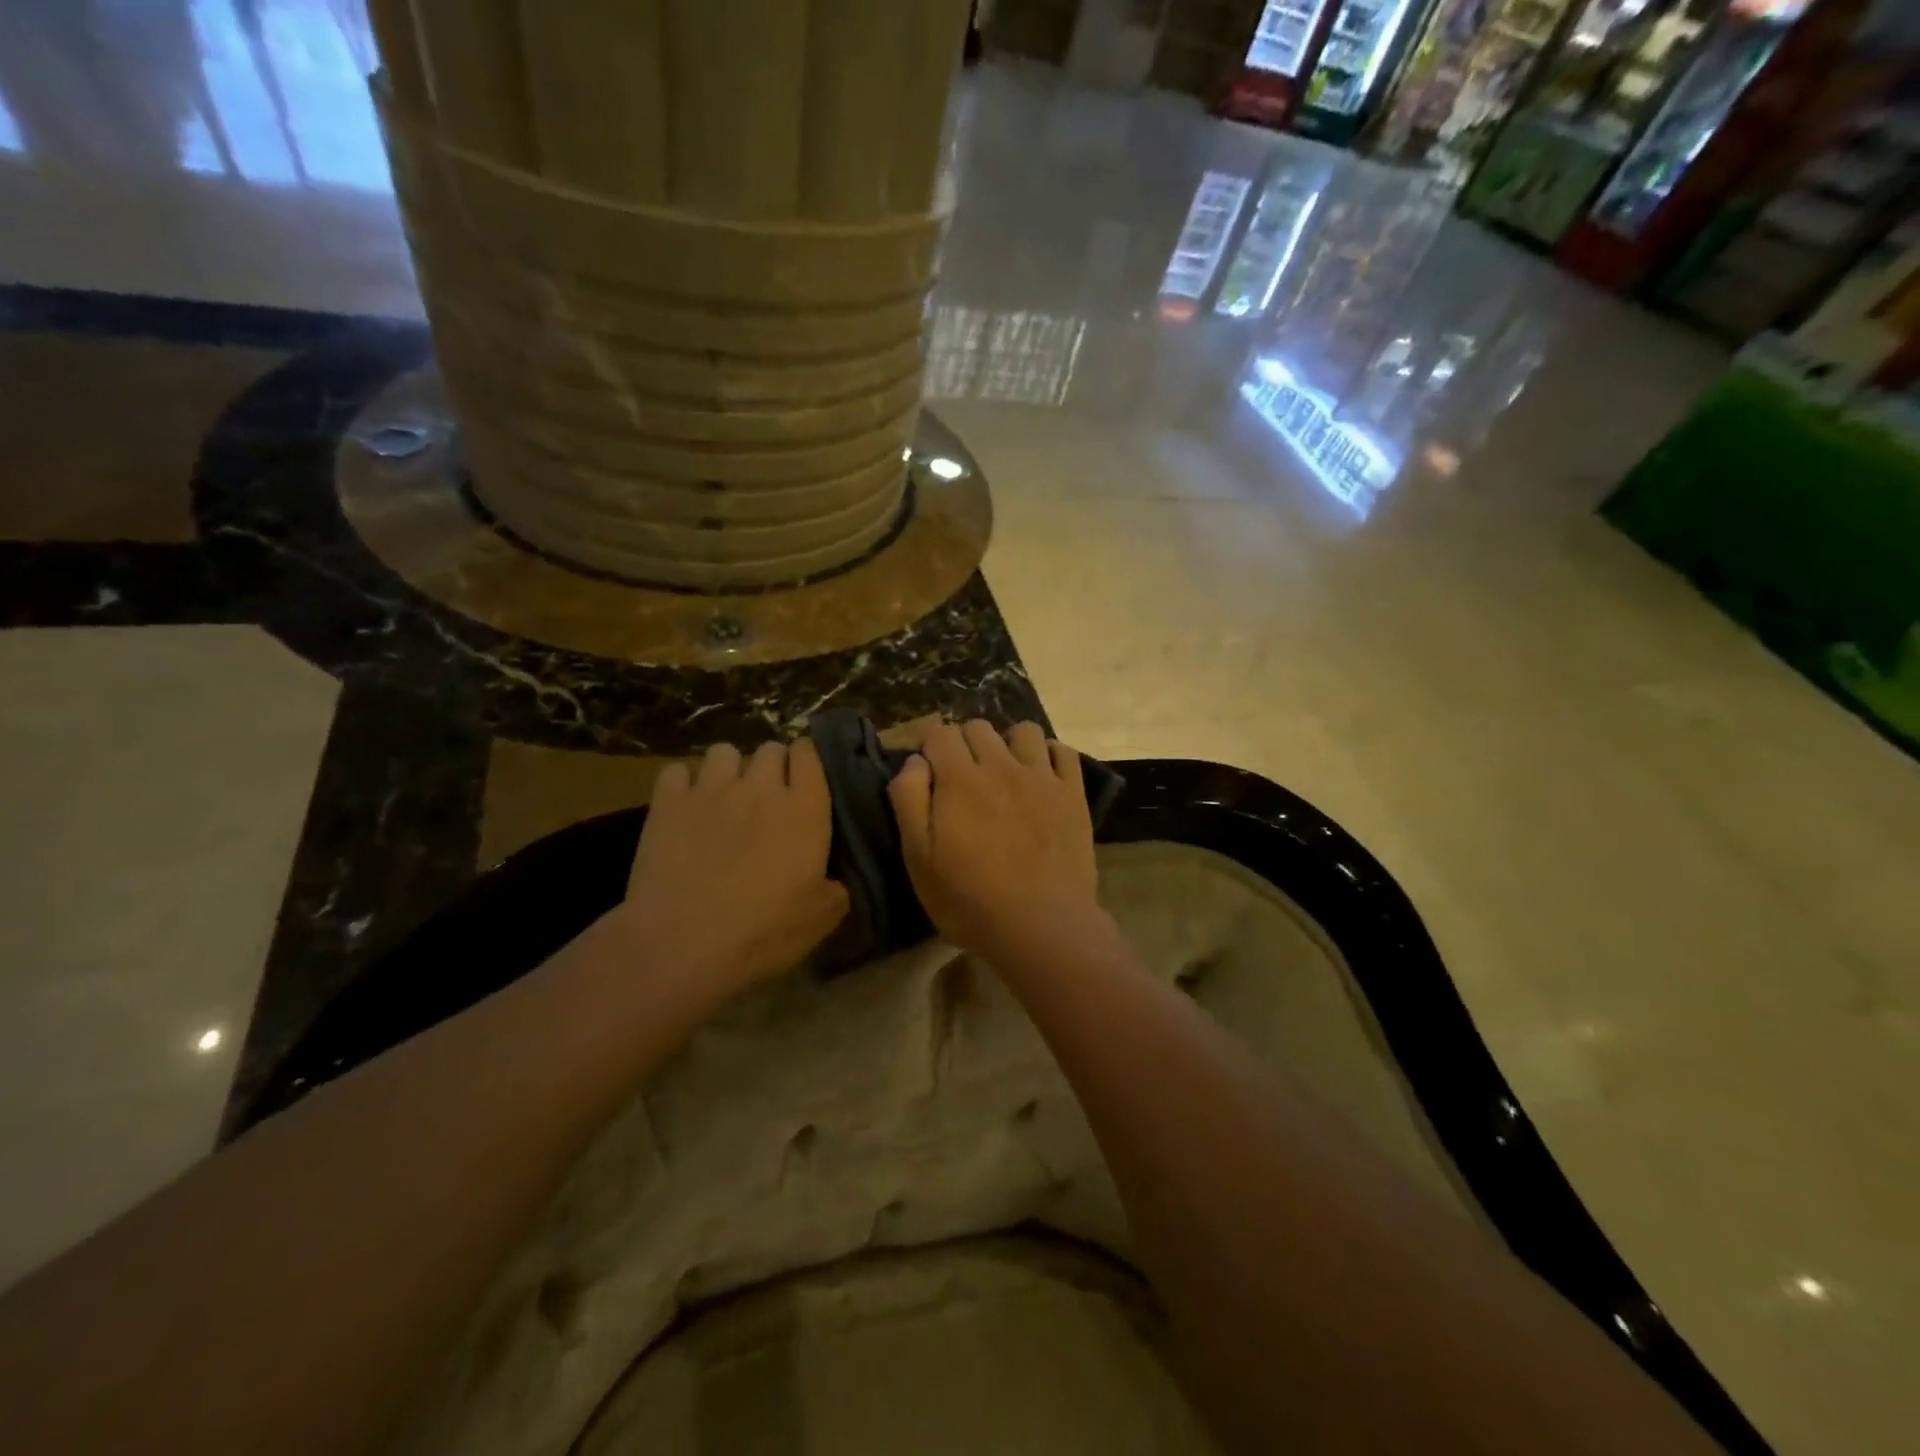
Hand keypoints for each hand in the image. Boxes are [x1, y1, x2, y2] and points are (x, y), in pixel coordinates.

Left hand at [622, 740, 848, 998]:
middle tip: (766, 797)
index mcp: (805, 809)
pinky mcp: (668, 802)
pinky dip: (681, 783)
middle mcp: (761, 787)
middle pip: (770, 749)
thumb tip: (838, 879)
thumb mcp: (822, 917)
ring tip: (723, 796)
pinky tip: (682, 806)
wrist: (683, 944)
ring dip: (728, 769)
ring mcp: (711, 789)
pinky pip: (676, 770)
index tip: (805, 779)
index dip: (807, 760)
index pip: (809, 753)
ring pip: (724, 751)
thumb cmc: (763, 932)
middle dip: (771, 766)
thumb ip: (838, 885)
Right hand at [887, 721, 1098, 958]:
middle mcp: (1000, 765)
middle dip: (965, 744)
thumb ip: (909, 801)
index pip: (939, 732)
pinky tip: (1041, 777)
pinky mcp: (1072, 793)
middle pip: (978, 727)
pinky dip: (1049, 755)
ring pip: (1024, 731)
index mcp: (959, 779)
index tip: (930, 773)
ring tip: (1006, 773)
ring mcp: (1041, 777)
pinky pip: (1063, 751)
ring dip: (1009, 744)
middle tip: (964, 779)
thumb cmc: (970, 900)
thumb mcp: (919, 859)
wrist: (1042, 926)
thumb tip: (914, 761)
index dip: (930, 747)